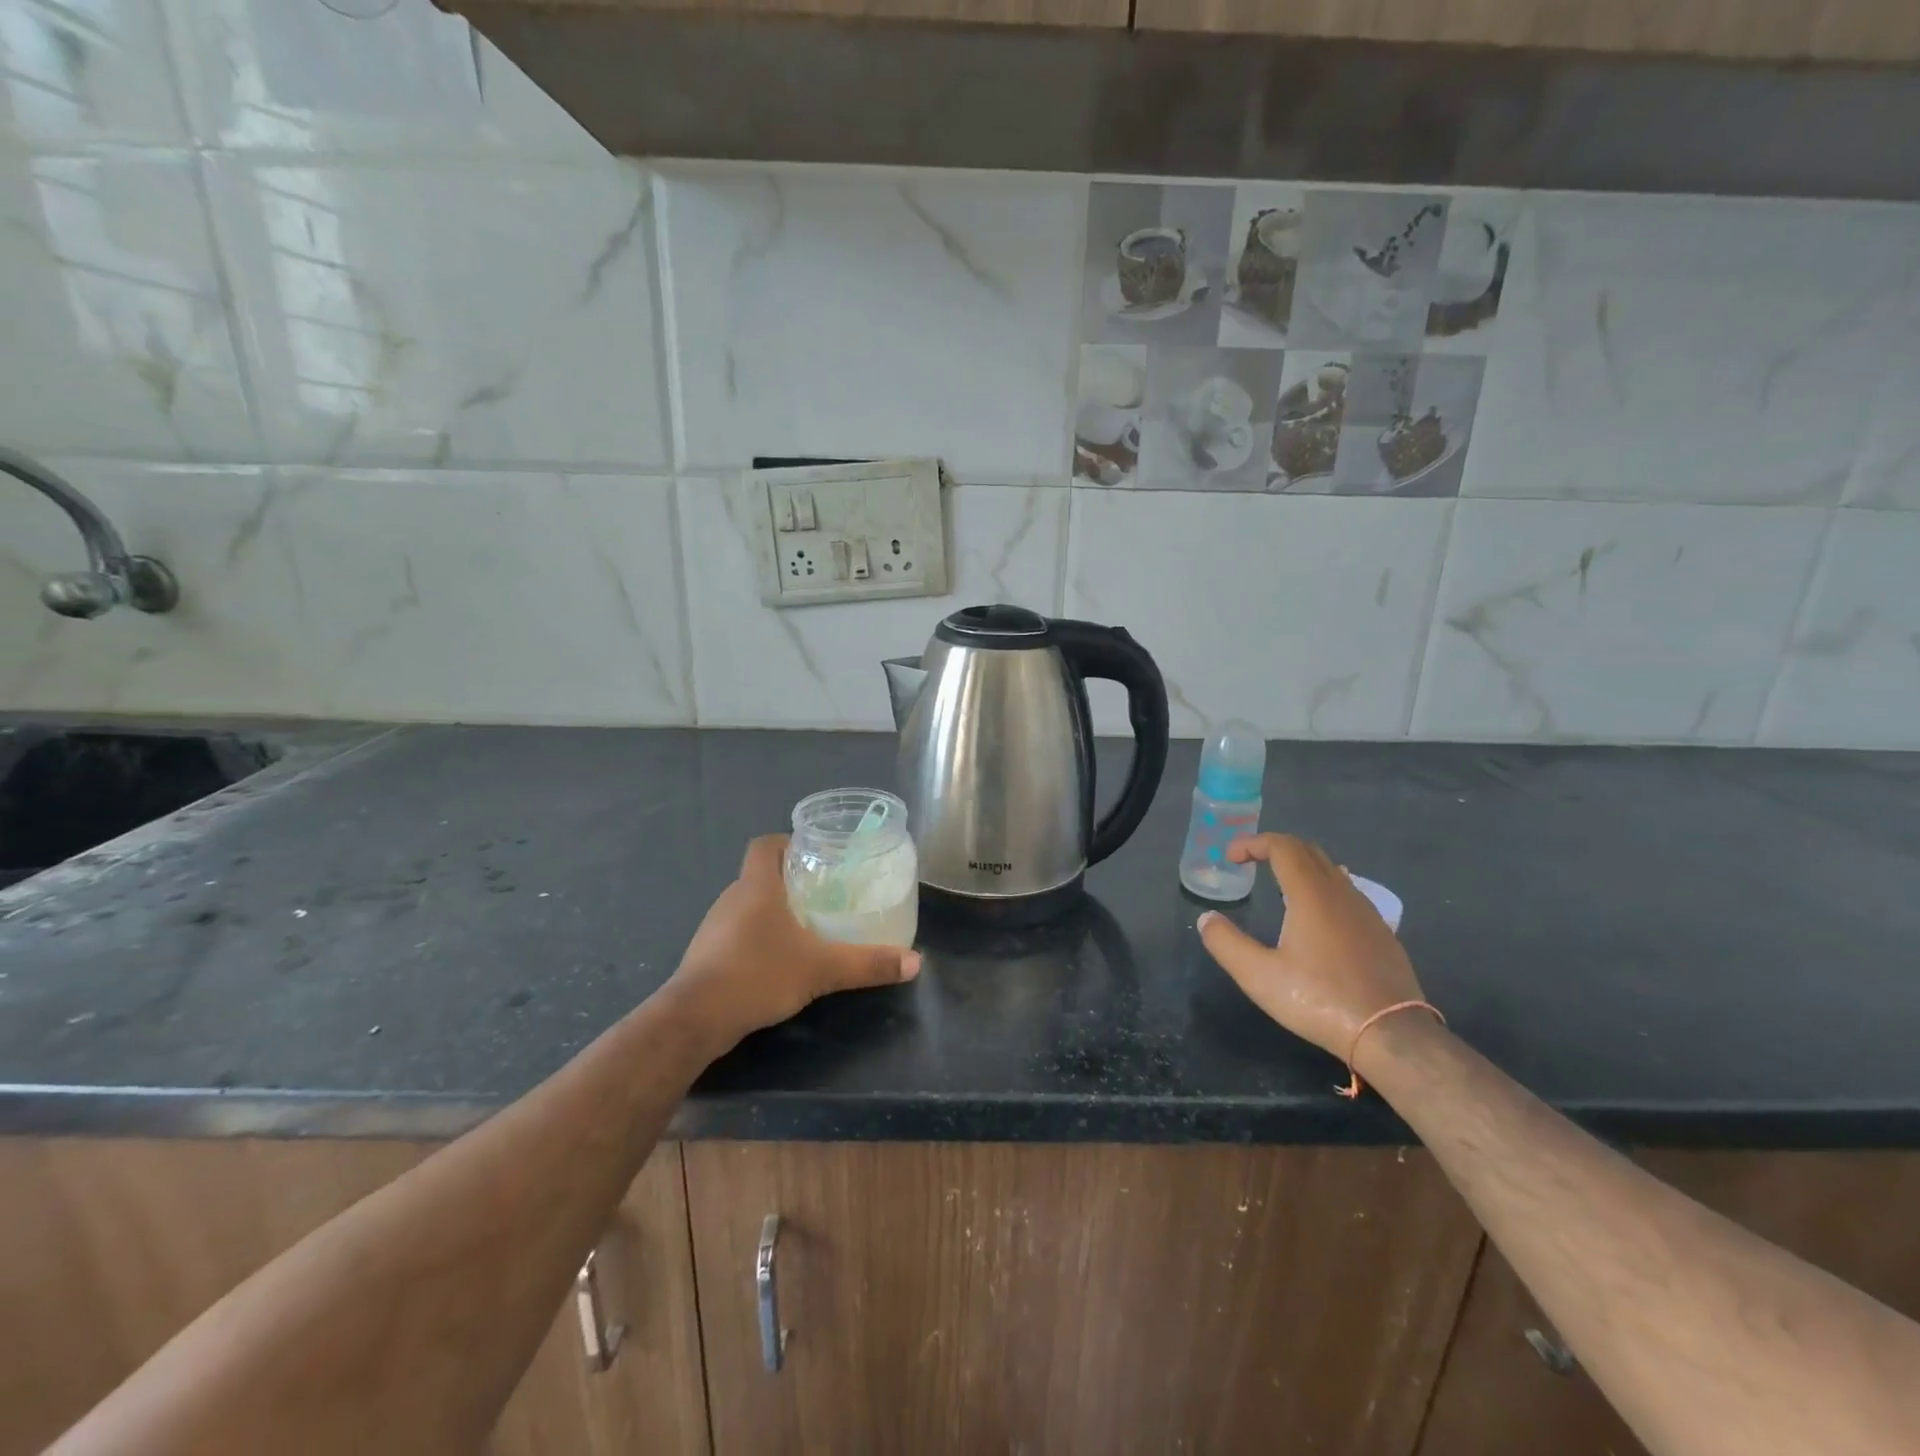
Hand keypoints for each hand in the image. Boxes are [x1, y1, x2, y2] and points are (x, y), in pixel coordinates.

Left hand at [670, 835, 920, 1045]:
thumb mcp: (822, 969)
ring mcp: (715, 926)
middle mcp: (732, 897)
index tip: (815, 856)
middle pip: (761, 874)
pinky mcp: (706, 954)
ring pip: (748, 905)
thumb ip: (868, 963)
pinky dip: (757, 937)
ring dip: (773, 911)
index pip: (765, 844)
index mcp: (757, 886)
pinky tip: (778, 959)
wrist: (696, 1018)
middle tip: (824, 893)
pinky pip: (736, 932)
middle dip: (790, 880)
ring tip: (807, 926)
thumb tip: (915, 962)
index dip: (788, 843)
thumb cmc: (758, 974)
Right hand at [1197, 834, 1425, 1061]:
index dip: (1252, 843)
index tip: (1231, 857)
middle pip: (1308, 851)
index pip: (1282, 846)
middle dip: (1275, 848)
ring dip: (1300, 867)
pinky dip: (1323, 887)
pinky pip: (1348, 893)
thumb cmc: (1319, 999)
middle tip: (1250, 863)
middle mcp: (1341, 893)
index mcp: (1311, 894)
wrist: (1391, 1034)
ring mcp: (1367, 912)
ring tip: (1279, 886)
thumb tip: (1206, 918)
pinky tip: (1317, 915)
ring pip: (1331, 870)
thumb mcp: (1258, 976)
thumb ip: (1226, 943)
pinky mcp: (1382, 933)